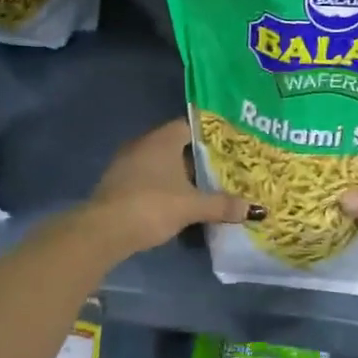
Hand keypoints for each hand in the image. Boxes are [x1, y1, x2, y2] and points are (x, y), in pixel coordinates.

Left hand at [82, 119, 261, 257]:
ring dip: (179, 175)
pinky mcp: (117, 184)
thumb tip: (255, 209)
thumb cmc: (151, 206)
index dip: (210, 135)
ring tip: (204, 188)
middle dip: (198, 158)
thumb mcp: (192, 206)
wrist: (102, 231)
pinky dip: (163, 187)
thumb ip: (222, 205)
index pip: (191, 125)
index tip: (230, 146)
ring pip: (161, 164)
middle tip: (223, 169)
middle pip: (176, 145)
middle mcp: (143, 144)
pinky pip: (148, 178)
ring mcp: (127, 164)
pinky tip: (177, 203)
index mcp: (163, 139)